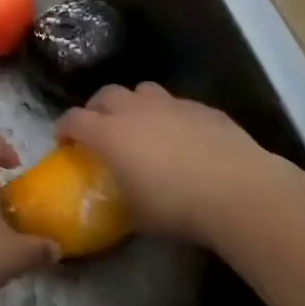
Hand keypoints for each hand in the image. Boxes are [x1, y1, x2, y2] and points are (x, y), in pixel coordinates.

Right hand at [55, 83, 292, 242]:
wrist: (239, 191)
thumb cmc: (177, 207)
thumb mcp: (137, 214)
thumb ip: (120, 197)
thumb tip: (120, 196)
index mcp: (109, 134)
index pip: (73, 119)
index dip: (65, 129)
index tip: (65, 142)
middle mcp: (134, 110)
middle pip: (104, 95)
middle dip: (97, 109)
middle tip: (101, 130)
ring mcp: (171, 105)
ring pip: (141, 91)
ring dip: (134, 105)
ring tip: (141, 126)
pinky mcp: (202, 108)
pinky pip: (177, 104)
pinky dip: (170, 116)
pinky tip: (183, 138)